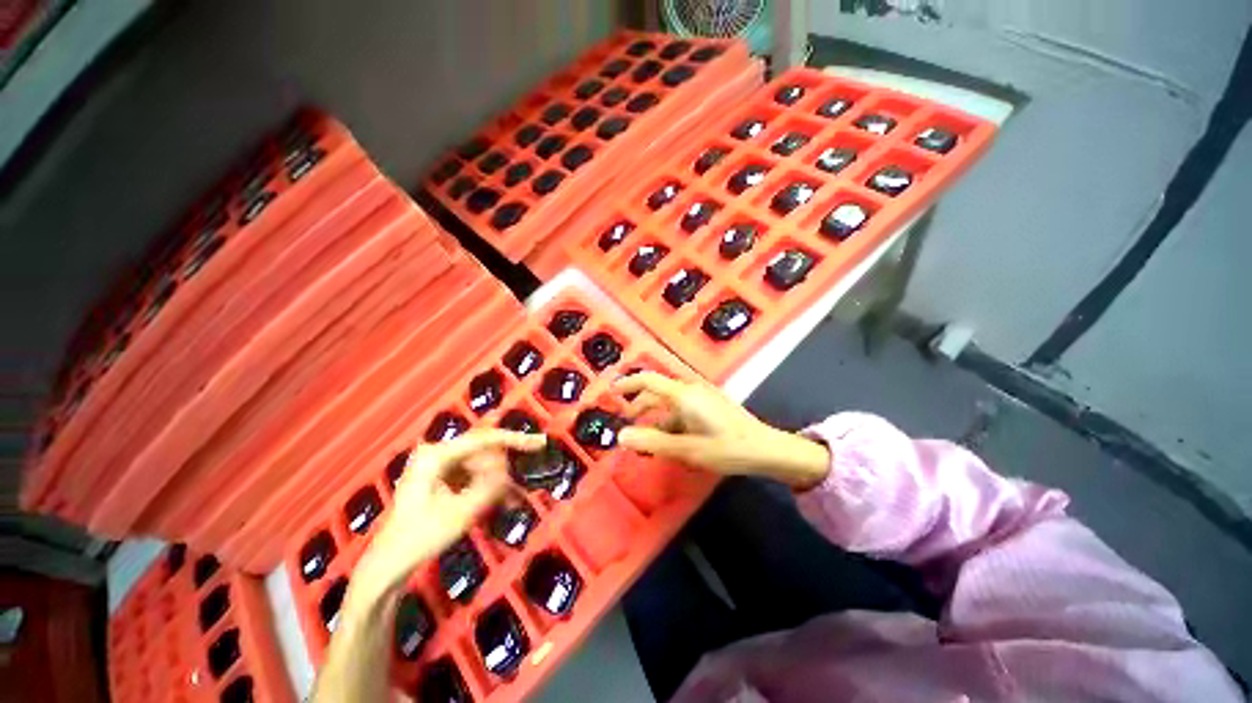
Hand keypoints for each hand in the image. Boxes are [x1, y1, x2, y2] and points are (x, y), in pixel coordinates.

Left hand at [350, 429, 545, 600]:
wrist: (388, 565)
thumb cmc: (421, 538)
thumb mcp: (462, 513)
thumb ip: (490, 486)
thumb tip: (509, 469)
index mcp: (436, 456)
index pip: (483, 439)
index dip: (515, 439)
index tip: (539, 443)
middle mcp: (436, 453)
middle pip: (483, 451)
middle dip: (503, 468)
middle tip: (518, 487)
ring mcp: (437, 465)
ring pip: (481, 463)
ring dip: (498, 480)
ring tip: (513, 500)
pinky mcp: (440, 477)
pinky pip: (472, 474)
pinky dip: (487, 486)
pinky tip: (503, 501)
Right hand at [615, 372, 829, 488]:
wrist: (766, 449)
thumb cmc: (727, 448)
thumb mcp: (687, 449)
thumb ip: (653, 442)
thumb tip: (621, 436)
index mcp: (683, 395)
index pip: (648, 380)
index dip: (628, 383)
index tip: (612, 392)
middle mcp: (691, 390)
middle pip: (657, 393)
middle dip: (640, 408)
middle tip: (627, 426)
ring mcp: (702, 398)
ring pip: (670, 405)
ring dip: (656, 420)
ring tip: (647, 442)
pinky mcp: (710, 406)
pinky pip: (683, 411)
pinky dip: (671, 423)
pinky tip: (671, 442)